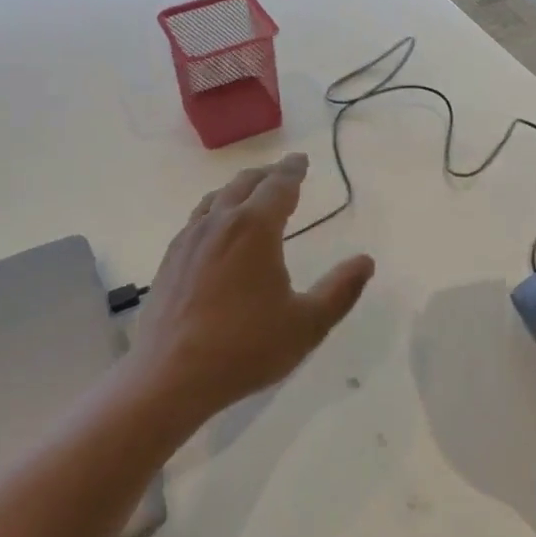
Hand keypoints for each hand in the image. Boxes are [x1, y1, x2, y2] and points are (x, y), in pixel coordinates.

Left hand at [133, 153, 375, 420]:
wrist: (169, 376)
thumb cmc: (245, 347)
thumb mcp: (307, 324)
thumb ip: (340, 290)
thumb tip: (365, 261)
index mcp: (255, 228)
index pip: (279, 186)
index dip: (293, 170)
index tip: (301, 160)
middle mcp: (220, 222)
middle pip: (245, 184)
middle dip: (268, 175)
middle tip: (283, 172)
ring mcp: (190, 239)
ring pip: (217, 198)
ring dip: (239, 188)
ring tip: (251, 193)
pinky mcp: (170, 259)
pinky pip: (197, 218)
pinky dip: (215, 209)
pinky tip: (216, 228)